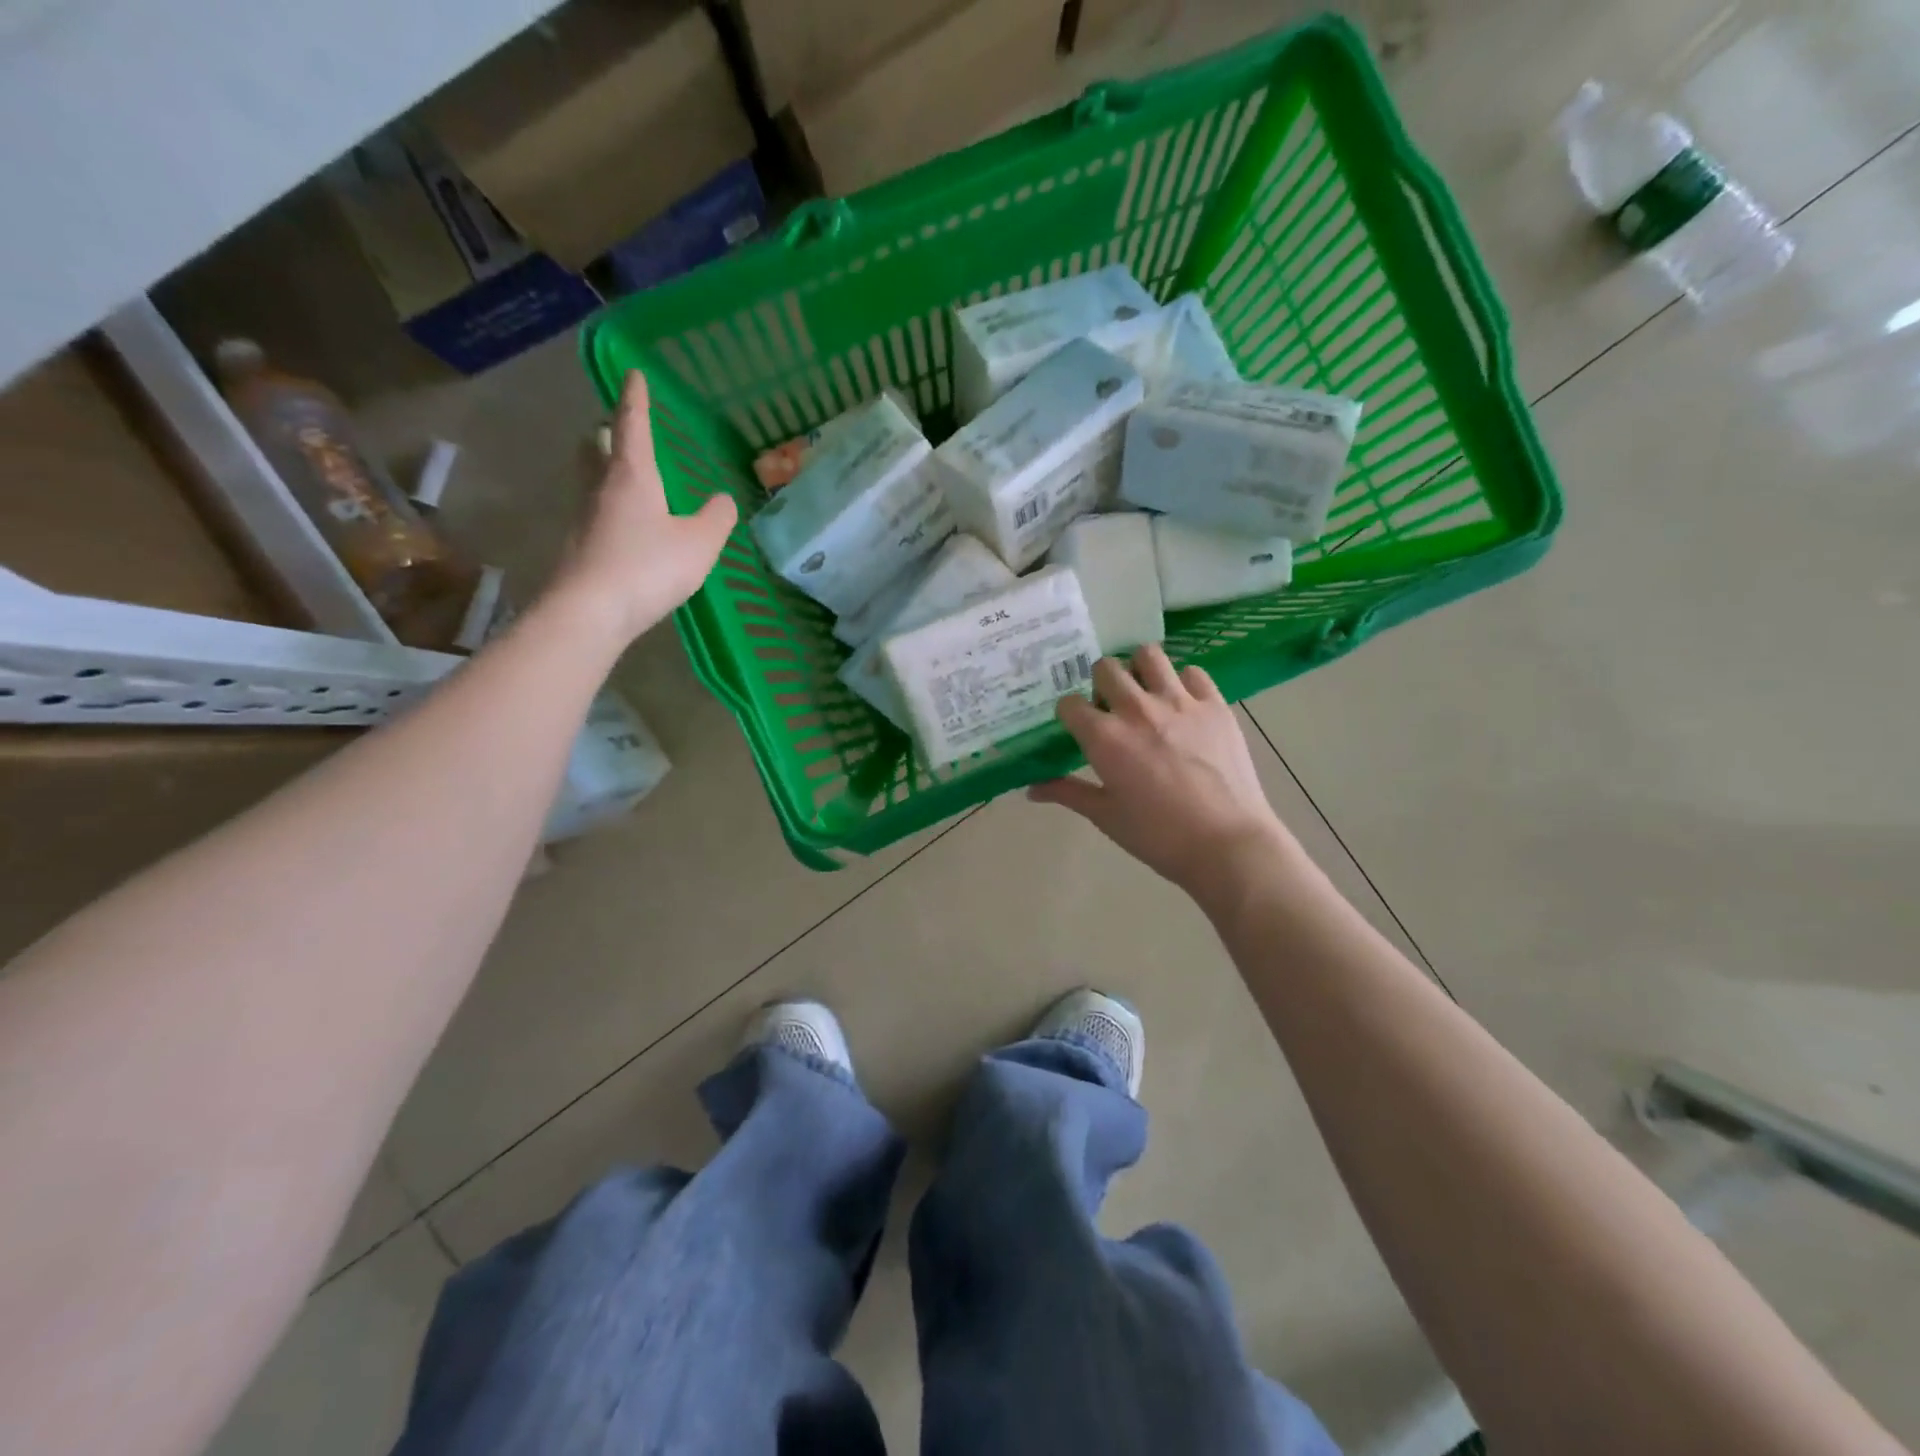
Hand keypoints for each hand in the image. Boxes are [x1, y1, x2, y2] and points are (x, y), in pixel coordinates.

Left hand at [551, 369, 736, 642]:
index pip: (632, 426)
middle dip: (606, 434)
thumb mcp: (699, 543)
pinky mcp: (579, 549)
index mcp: (632, 476)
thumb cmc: (648, 567)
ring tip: (623, 476)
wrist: (590, 612)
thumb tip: (723, 500)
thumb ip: (716, 518)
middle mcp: (601, 489)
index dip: (636, 400)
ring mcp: (584, 519)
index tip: (632, 374)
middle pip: (596, 449)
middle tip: (615, 429)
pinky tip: (624, 528)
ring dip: (603, 470)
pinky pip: (595, 515)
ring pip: (591, 481)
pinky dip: (609, 509)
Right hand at [1029, 645, 1294, 894]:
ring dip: (1139, 669)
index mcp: (1104, 737)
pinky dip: (1183, 683)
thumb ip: (1067, 793)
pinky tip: (1183, 705)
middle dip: (1100, 683)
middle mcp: (1137, 709)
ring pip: (1148, 655)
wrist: (1227, 844)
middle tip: (1110, 707)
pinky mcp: (1215, 705)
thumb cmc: (1159, 836)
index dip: (1069, 714)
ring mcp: (1179, 702)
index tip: (1077, 727)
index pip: (1069, 703)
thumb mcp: (1106, 816)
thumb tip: (1031, 789)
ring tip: (1145, 692)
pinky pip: (1193, 673)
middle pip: (1105, 668)